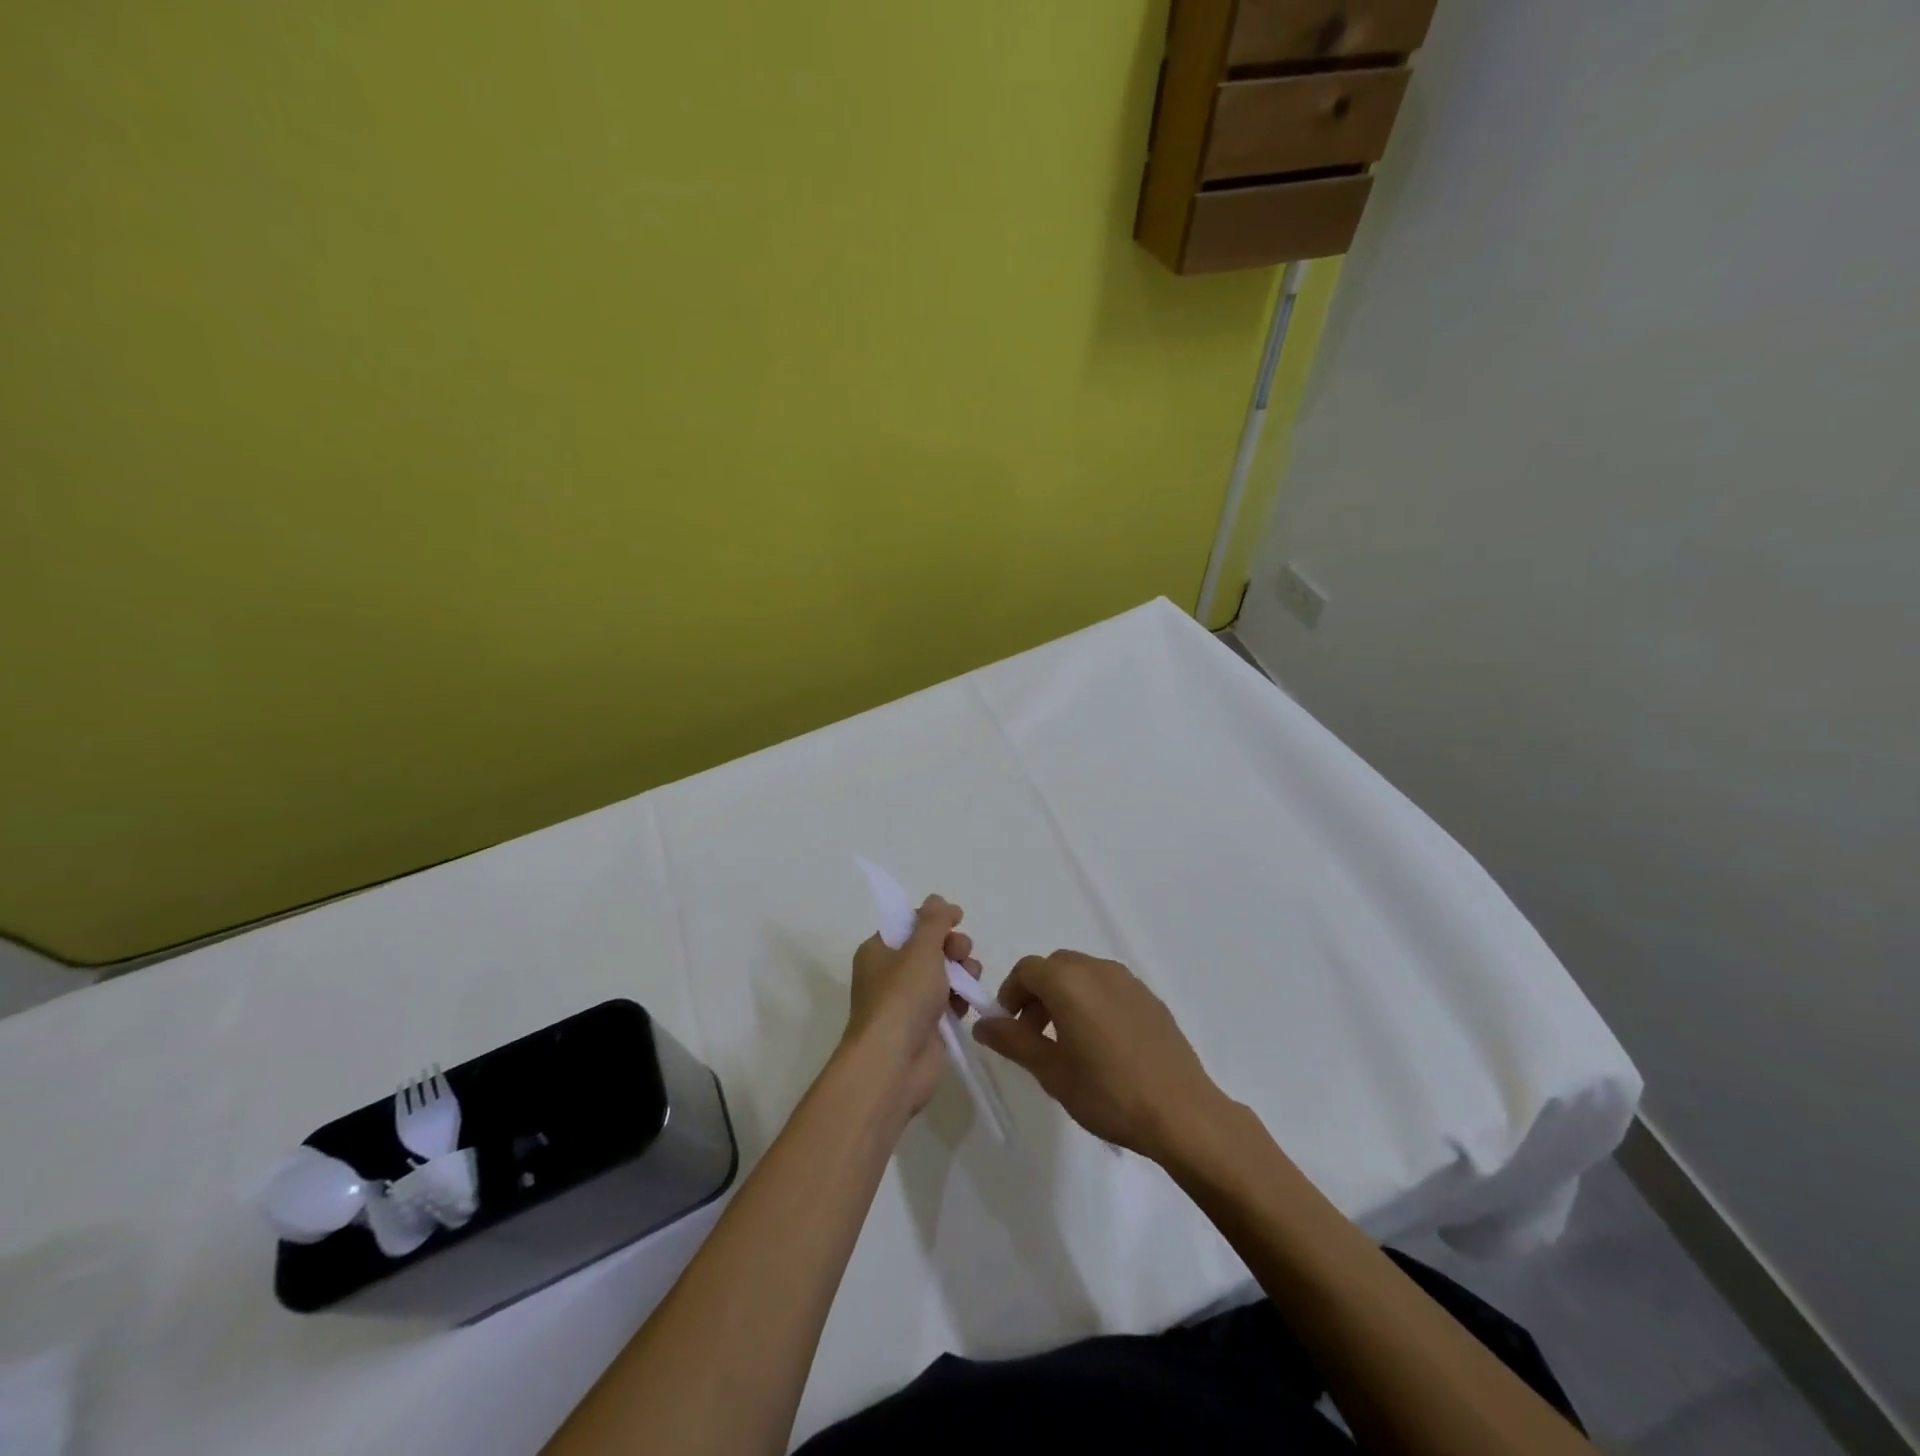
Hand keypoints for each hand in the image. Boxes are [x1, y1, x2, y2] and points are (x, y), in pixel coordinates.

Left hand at [842, 896, 981, 1123]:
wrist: (893, 1064)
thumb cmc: (902, 997)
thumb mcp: (920, 949)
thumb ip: (933, 921)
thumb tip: (937, 900)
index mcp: (878, 951)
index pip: (908, 925)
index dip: (934, 919)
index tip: (957, 917)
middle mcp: (889, 975)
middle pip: (929, 949)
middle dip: (952, 946)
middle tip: (963, 952)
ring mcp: (907, 1004)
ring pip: (942, 976)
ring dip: (961, 971)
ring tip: (971, 977)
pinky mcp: (925, 1029)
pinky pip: (947, 1004)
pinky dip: (960, 999)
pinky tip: (969, 1001)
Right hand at [971, 950, 1225, 1163]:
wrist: (1182, 1112)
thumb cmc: (1108, 1092)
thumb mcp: (1051, 1071)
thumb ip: (1013, 1040)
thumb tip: (982, 1022)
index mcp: (1069, 982)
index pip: (1027, 969)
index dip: (1011, 993)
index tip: (1009, 1026)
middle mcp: (1097, 969)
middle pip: (1055, 967)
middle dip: (1037, 993)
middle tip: (1034, 1034)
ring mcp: (1128, 981)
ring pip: (1083, 974)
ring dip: (1065, 995)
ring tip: (1068, 1041)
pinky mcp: (1150, 998)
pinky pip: (1109, 987)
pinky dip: (1093, 1001)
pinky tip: (1102, 1044)